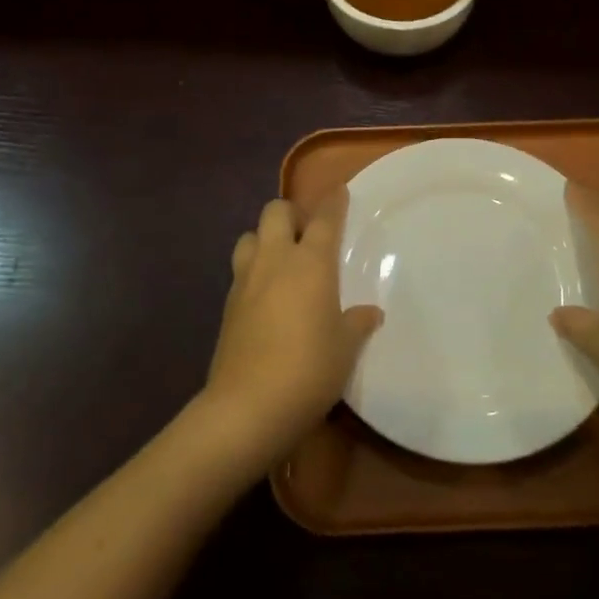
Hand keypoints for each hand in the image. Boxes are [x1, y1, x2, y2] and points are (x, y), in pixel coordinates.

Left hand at [204, 189, 381, 458]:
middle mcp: (274, 260)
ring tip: (282, 261)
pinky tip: (267, 295)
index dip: (333, 202)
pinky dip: (254, 271)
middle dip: (291, 213)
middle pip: (275, 212)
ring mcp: (245, 281)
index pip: (323, 218)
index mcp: (310, 263)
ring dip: (265, 238)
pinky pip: (241, 271)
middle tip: (307, 233)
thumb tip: (370, 313)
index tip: (340, 191)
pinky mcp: (227, 305)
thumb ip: (357, 323)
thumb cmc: (309, 369)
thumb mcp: (345, 348)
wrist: (247, 407)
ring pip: (249, 237)